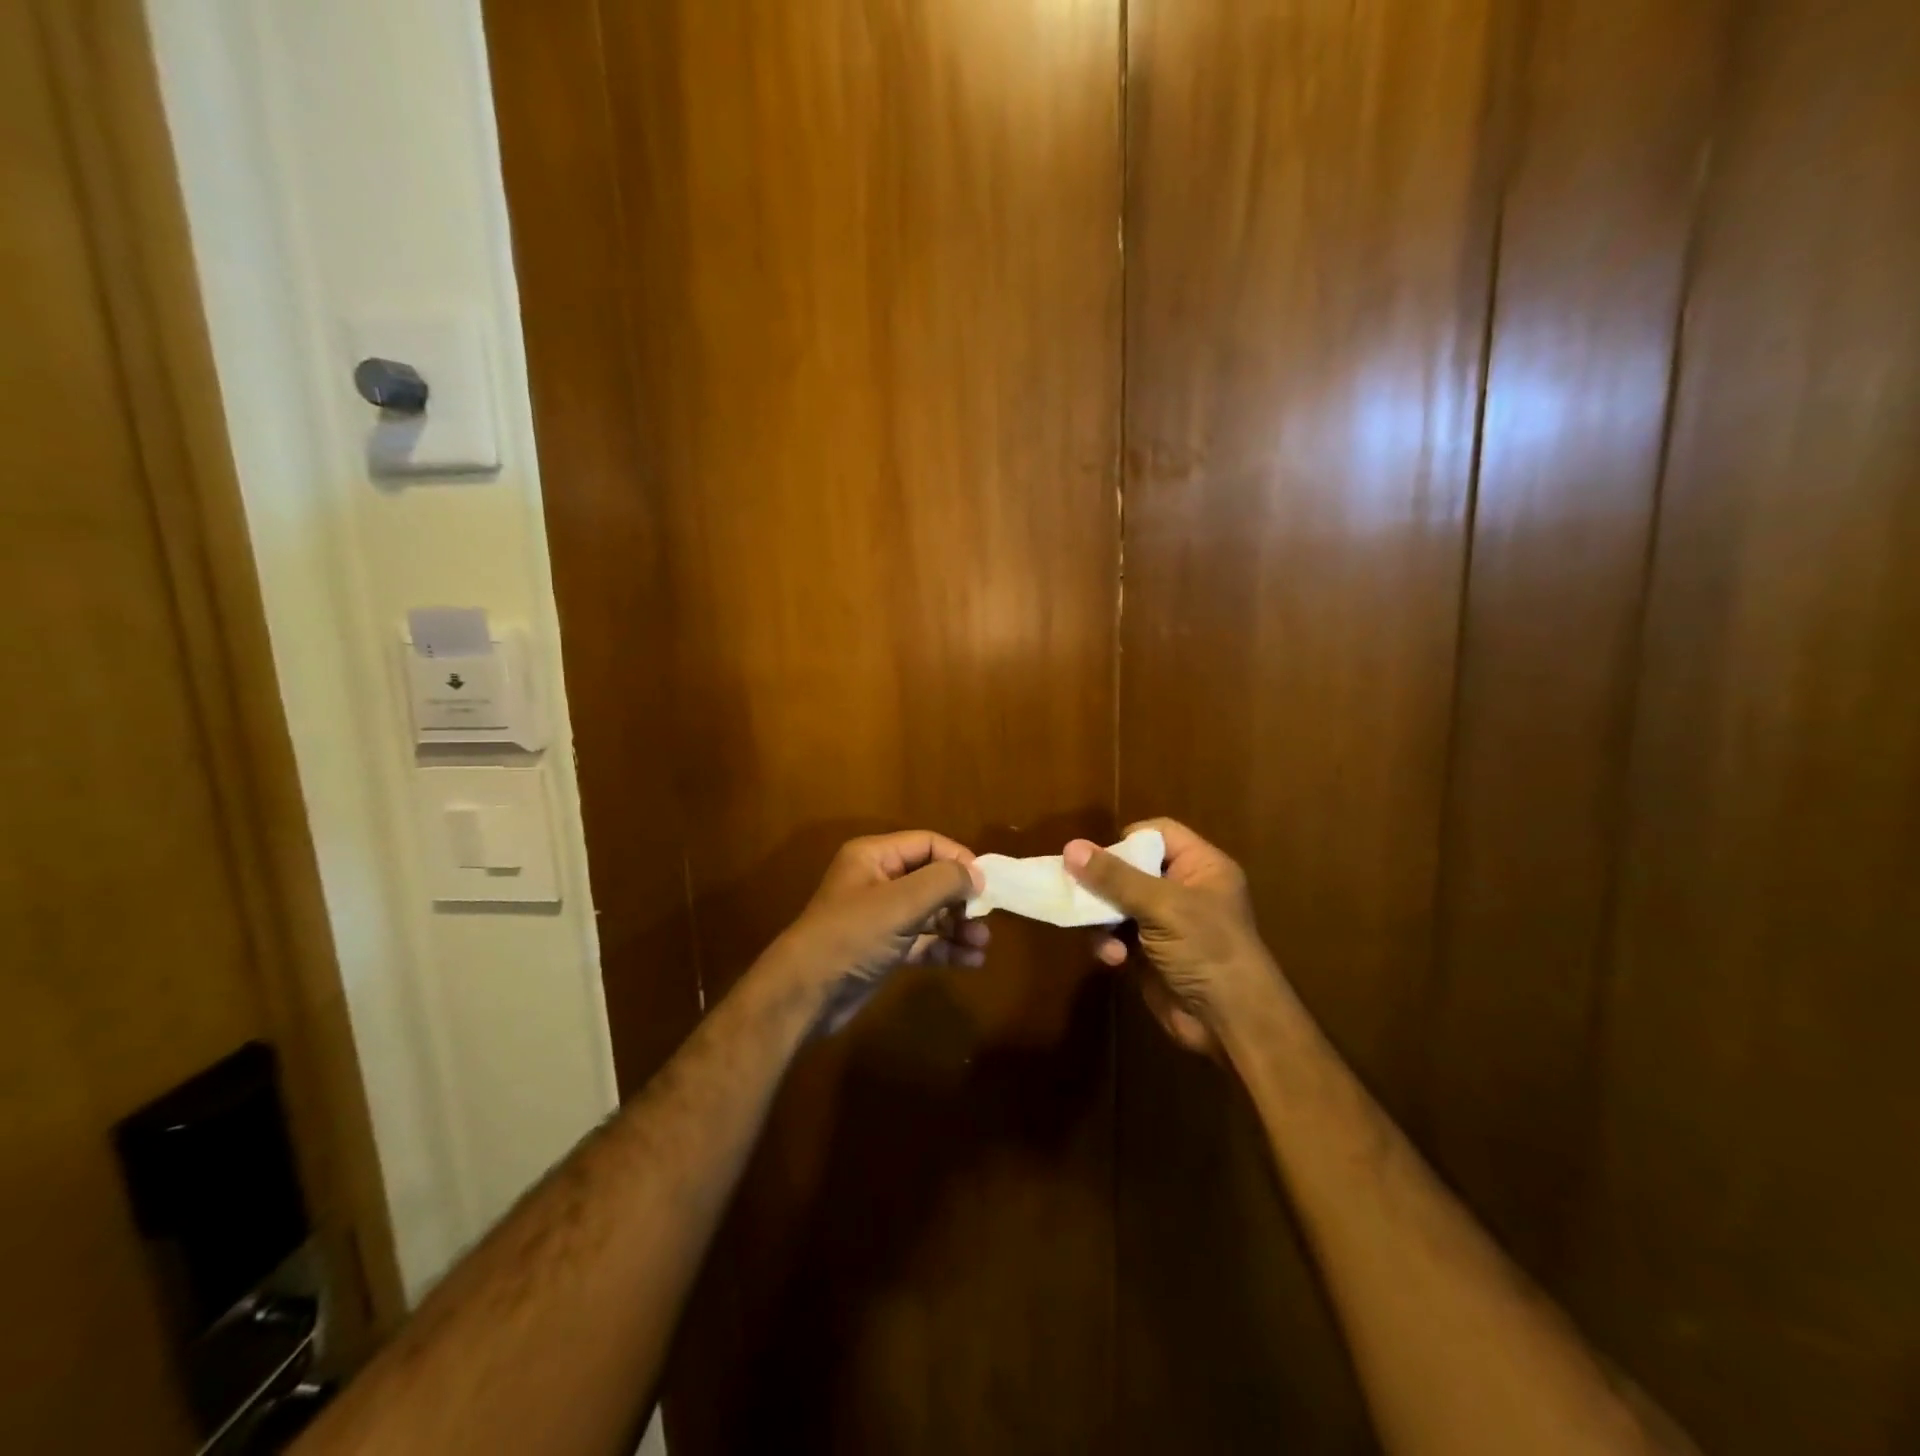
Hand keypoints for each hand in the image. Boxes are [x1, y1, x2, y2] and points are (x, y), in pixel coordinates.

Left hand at [772, 831, 988, 1034]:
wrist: (806, 995)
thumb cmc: (852, 936)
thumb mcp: (900, 903)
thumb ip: (943, 882)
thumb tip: (977, 874)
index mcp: (875, 856)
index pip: (927, 844)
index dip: (958, 859)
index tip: (985, 884)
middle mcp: (879, 881)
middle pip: (931, 878)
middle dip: (960, 898)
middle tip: (984, 918)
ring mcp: (881, 917)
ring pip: (930, 913)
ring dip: (958, 926)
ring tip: (982, 944)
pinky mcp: (885, 950)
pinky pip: (923, 941)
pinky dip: (946, 948)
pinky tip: (971, 961)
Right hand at [1063, 819, 1279, 1057]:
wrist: (1230, 1022)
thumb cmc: (1207, 949)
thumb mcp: (1162, 906)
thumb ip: (1115, 877)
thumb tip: (1070, 847)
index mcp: (1200, 867)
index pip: (1159, 834)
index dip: (1128, 841)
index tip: (1100, 857)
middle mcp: (1182, 889)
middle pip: (1130, 868)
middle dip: (1104, 884)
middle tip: (1079, 890)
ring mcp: (1165, 923)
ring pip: (1116, 903)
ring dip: (1102, 918)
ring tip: (1099, 932)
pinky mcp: (1148, 952)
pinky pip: (1116, 934)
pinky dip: (1109, 943)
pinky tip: (1113, 959)